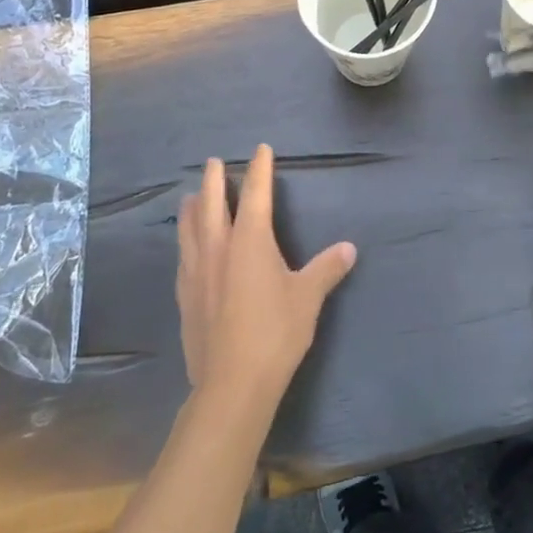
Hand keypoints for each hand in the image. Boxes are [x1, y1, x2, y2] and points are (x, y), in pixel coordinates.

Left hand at [177, 145, 356, 409]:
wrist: (231, 382)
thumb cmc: (275, 332)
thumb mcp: (308, 298)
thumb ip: (327, 269)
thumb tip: (349, 248)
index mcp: (250, 240)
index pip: (255, 193)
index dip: (260, 169)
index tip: (261, 149)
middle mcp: (218, 247)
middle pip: (212, 202)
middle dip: (215, 179)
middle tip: (214, 162)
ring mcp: (196, 271)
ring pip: (189, 227)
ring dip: (193, 206)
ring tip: (192, 195)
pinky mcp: (184, 295)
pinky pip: (183, 255)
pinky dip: (186, 240)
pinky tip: (187, 247)